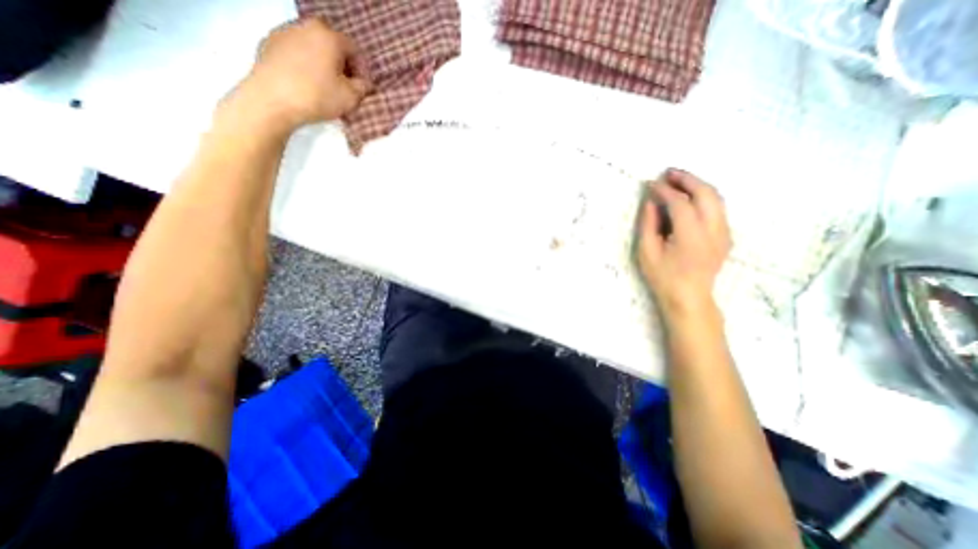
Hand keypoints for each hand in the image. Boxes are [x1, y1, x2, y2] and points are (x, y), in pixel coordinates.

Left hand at [227, 16, 370, 131]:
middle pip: (331, 45)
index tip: (362, 87)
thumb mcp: (351, 97)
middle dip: (341, 65)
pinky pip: (294, 52)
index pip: (354, 50)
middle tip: (344, 86)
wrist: (272, 100)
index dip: (362, 70)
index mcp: (328, 36)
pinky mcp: (268, 43)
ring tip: (324, 86)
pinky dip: (303, 64)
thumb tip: (363, 82)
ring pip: (312, 47)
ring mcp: (283, 31)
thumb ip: (363, 87)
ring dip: (322, 64)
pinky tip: (305, 83)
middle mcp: (305, 26)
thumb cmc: (318, 96)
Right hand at [639, 170, 729, 315]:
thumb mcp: (647, 252)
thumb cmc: (663, 277)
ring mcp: (724, 232)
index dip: (664, 191)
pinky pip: (718, 208)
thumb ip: (648, 224)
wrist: (689, 297)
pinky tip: (689, 197)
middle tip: (668, 173)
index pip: (680, 203)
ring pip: (716, 198)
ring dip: (697, 185)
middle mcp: (713, 230)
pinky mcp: (726, 235)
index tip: (651, 184)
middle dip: (687, 179)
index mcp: (691, 236)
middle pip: (706, 193)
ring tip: (678, 180)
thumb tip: (651, 201)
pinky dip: (704, 196)